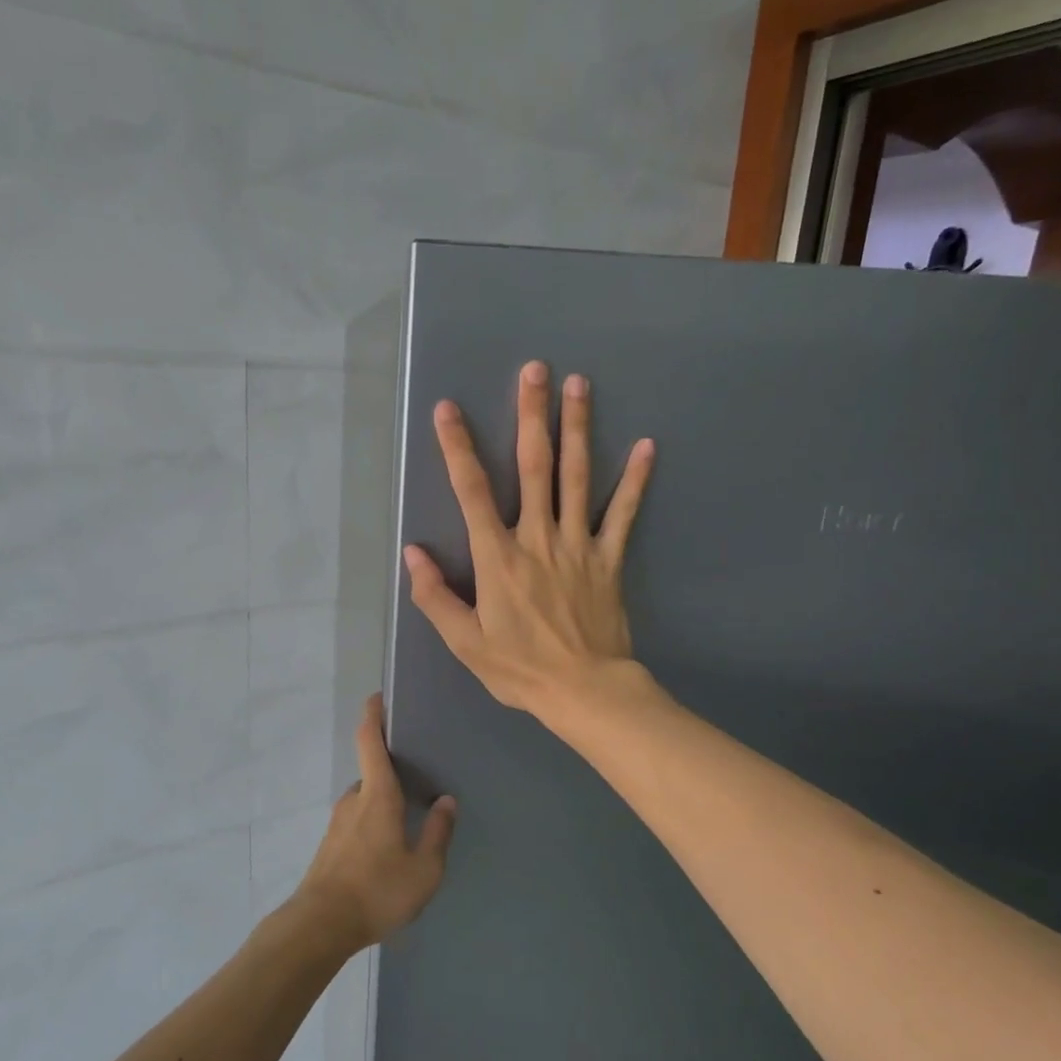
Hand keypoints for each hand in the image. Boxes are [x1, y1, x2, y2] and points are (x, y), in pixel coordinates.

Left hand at [291, 694, 456, 952]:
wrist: (321, 925)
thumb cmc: (377, 891)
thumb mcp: (424, 869)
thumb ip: (437, 833)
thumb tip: (446, 801)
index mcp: (376, 796)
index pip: (369, 741)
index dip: (373, 715)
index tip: (378, 696)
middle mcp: (354, 800)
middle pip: (372, 772)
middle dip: (392, 769)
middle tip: (419, 775)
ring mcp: (338, 822)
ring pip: (365, 799)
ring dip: (383, 800)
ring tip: (409, 817)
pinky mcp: (331, 844)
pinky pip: (357, 820)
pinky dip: (373, 821)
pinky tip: (388, 847)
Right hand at [404, 360, 653, 719]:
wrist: (585, 691)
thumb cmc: (519, 668)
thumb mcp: (464, 641)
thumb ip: (434, 596)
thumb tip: (412, 552)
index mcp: (498, 558)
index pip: (472, 492)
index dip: (458, 448)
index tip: (448, 409)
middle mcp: (537, 538)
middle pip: (534, 467)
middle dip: (531, 415)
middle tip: (535, 370)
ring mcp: (578, 545)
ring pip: (577, 477)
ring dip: (578, 428)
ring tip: (579, 384)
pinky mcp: (609, 559)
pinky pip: (623, 514)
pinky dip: (635, 481)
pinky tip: (648, 446)